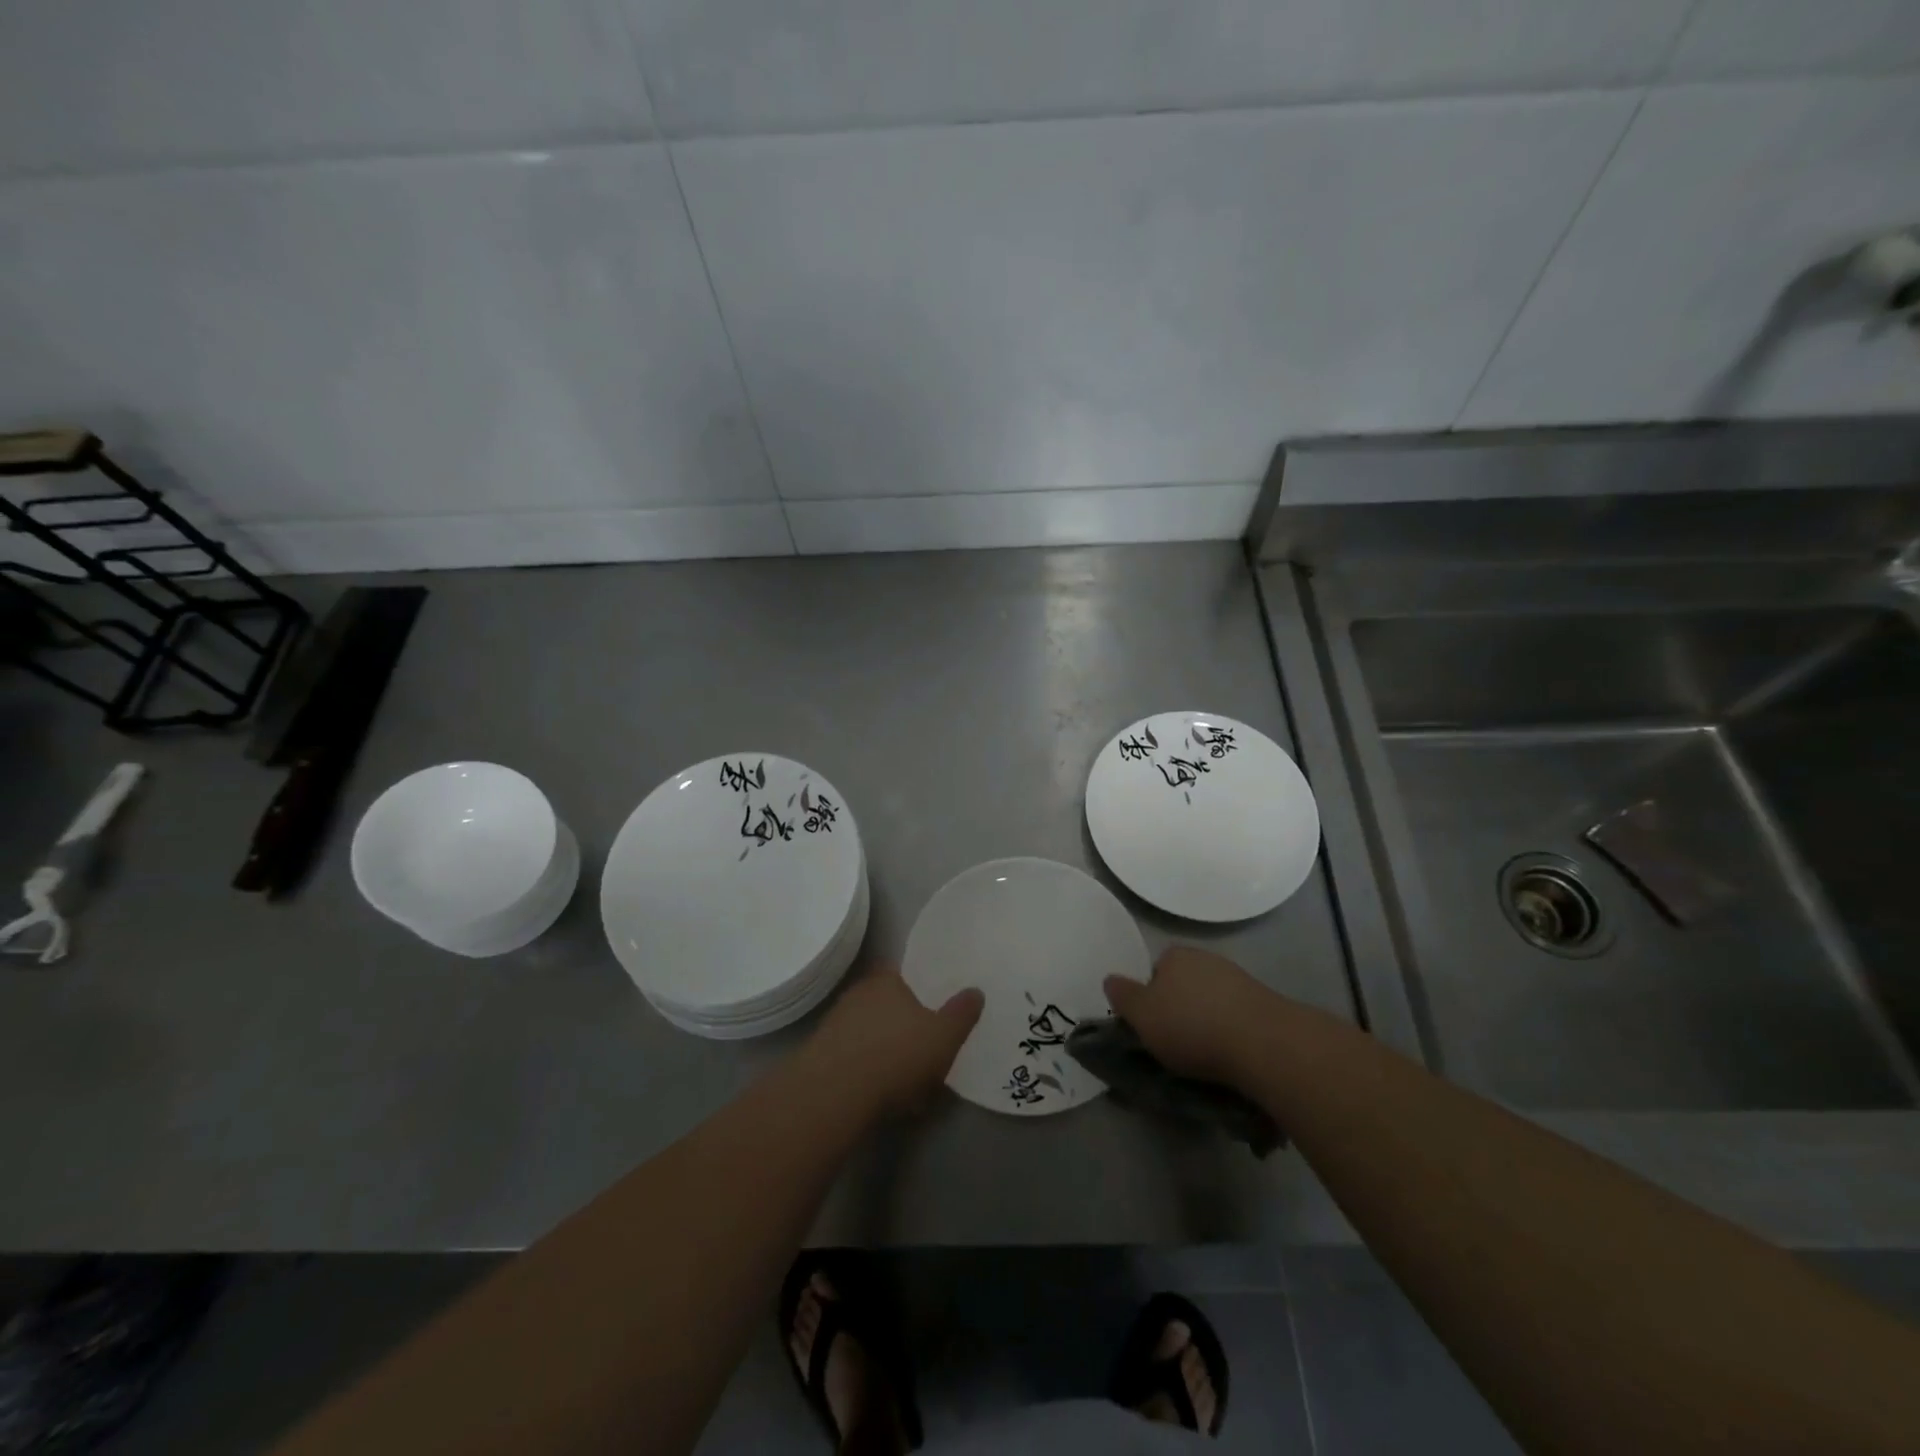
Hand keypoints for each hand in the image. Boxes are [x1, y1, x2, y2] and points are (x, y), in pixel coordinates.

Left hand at [808, 963, 983, 1114]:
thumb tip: (975, 991)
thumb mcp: (944, 1035)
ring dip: (889, 1053)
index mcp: (886, 980)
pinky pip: (856, 1060)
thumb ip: (961, 1013)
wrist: (834, 1094)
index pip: (905, 974)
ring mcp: (836, 1025)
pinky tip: (886, 1098)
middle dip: (906, 1025)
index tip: (935, 1009)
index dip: (921, 990)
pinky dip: (871, 1073)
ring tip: (911, 1083)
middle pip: (888, 1005)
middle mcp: (858, 994)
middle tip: (927, 1049)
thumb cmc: (896, 1054)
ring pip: (872, 1034)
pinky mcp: (822, 1056)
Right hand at [1105, 946, 1268, 1084]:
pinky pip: (1238, 1016)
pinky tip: (1232, 1055)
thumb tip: (1110, 979)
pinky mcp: (1265, 1003)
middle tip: (1177, 1043)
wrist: (1261, 1042)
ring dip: (1209, 1021)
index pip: (1155, 972)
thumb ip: (1123, 996)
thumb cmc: (1190, 1026)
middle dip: (1181, 1008)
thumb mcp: (1141, 1015)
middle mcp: (1207, 958)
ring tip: (1207, 1056)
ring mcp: (1239, 978)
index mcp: (1174, 955)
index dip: (1151, 999)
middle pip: (1184, 984)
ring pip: (1212, 1000)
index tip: (1153, 1027)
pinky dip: (1232, 1032)